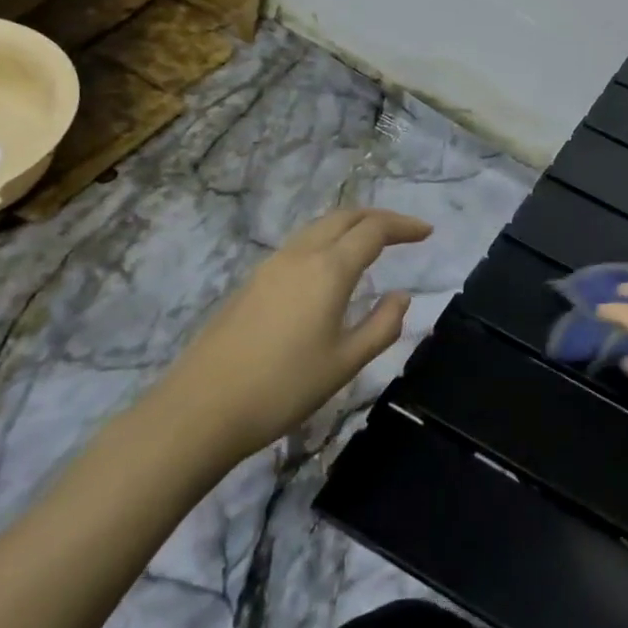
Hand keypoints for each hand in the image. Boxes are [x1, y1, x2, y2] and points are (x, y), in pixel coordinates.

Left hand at [154, 208, 432, 473]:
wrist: (200, 410)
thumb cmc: (283, 388)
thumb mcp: (346, 363)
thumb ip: (382, 325)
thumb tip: (401, 297)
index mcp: (328, 269)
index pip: (374, 230)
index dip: (404, 226)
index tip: (428, 233)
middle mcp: (300, 255)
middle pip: (345, 217)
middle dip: (379, 218)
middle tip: (405, 232)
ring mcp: (271, 266)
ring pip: (319, 227)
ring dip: (351, 226)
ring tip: (372, 244)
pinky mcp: (252, 282)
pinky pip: (300, 244)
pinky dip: (328, 241)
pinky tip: (331, 268)